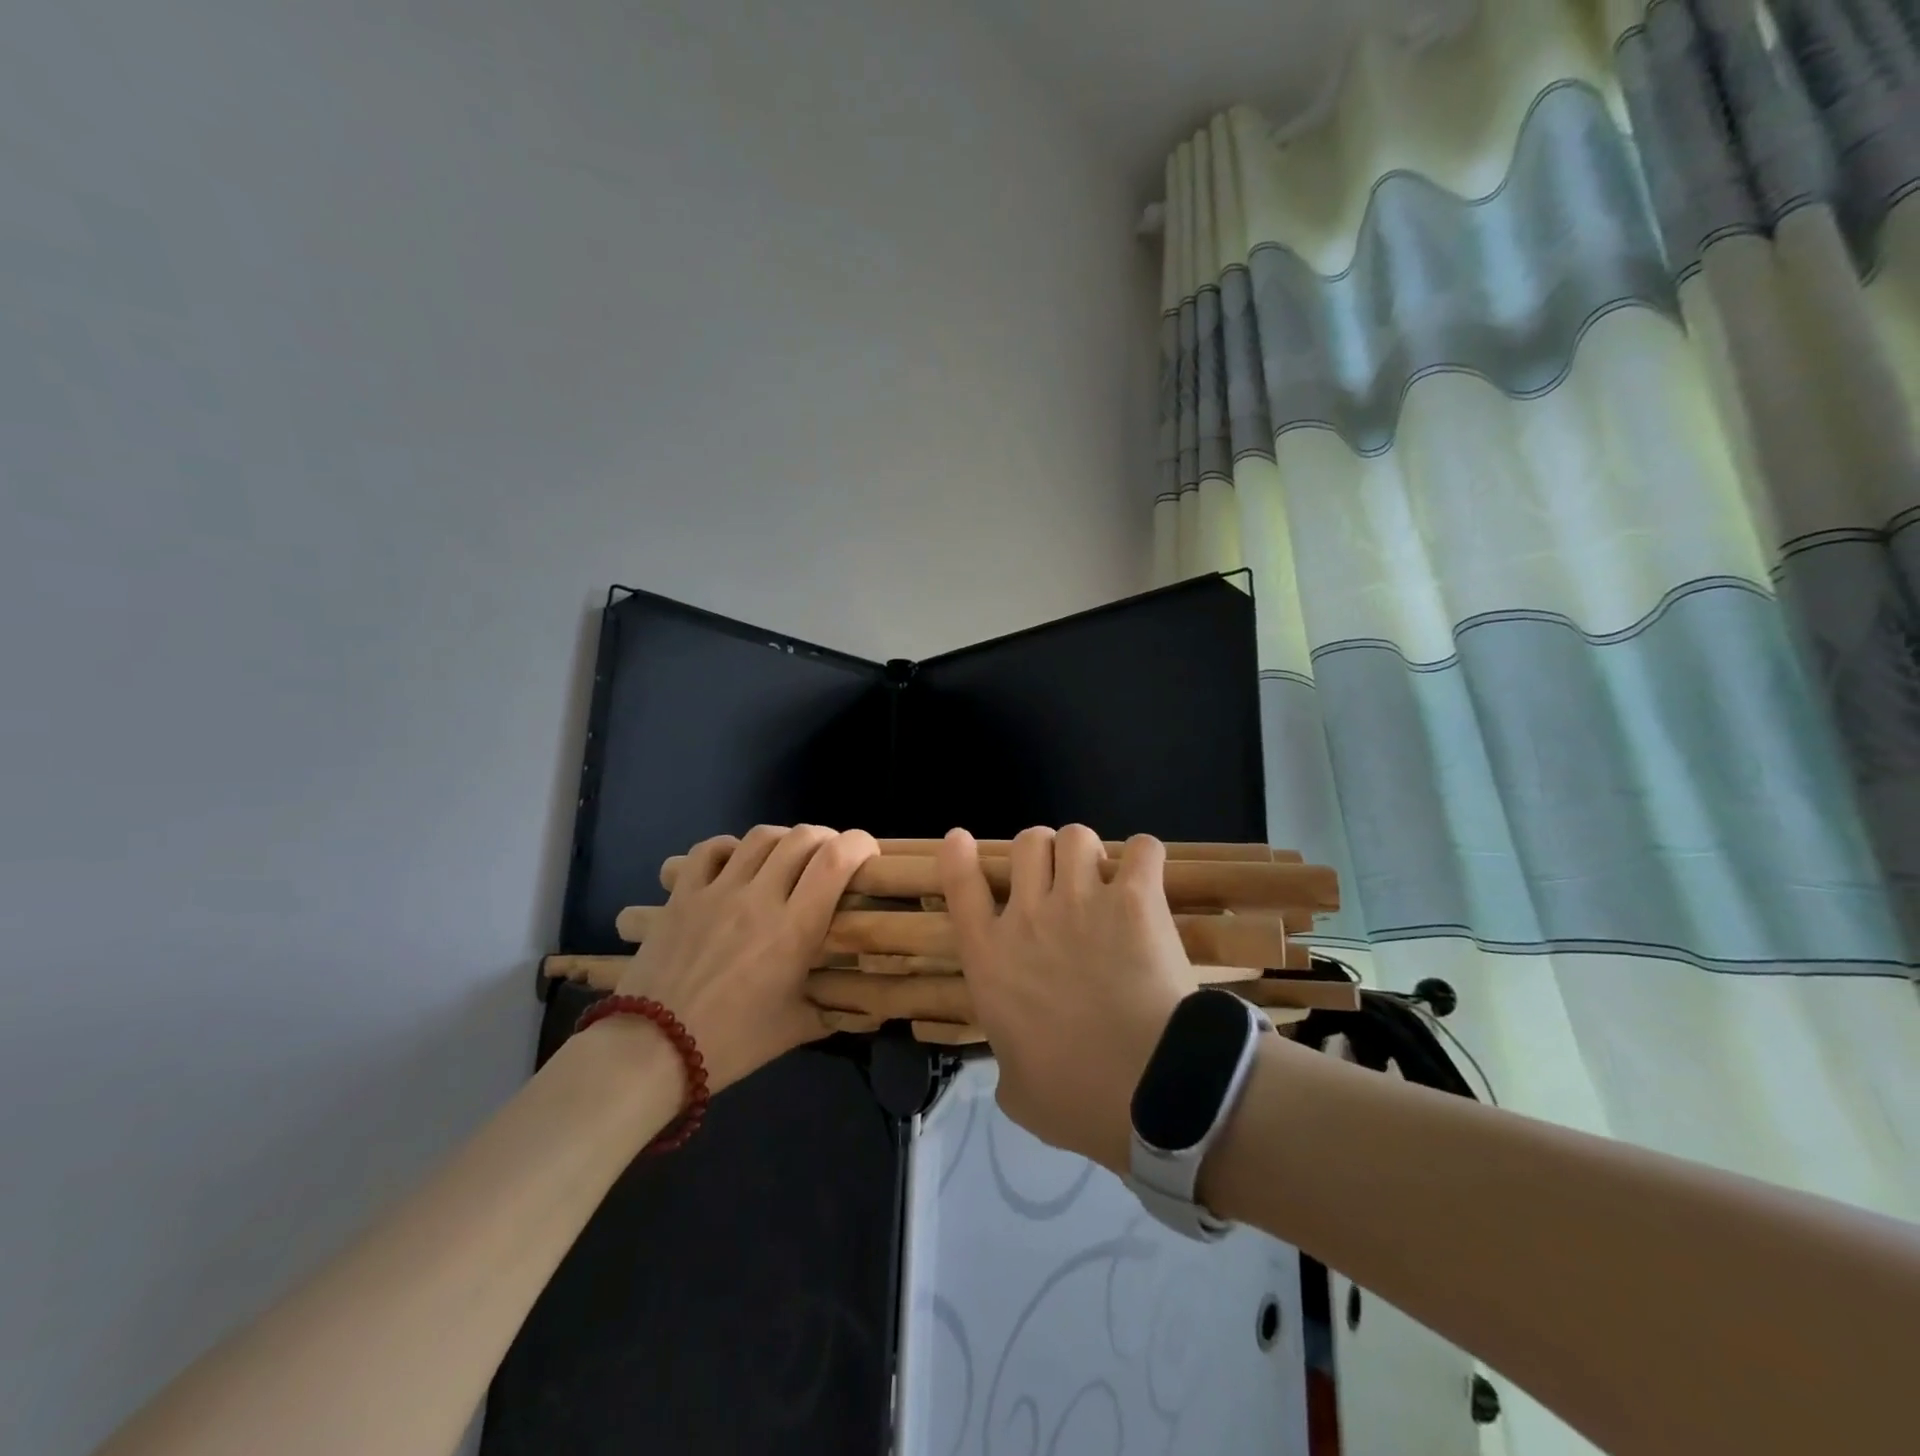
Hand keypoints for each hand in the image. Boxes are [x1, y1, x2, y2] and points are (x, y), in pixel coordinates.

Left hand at [609, 824, 878, 1094]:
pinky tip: (737, 863)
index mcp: (795, 929)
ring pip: (760, 837)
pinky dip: (731, 847)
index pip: (836, 859)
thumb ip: (838, 1008)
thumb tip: (876, 1010)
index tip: (867, 856)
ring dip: (784, 840)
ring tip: (788, 859)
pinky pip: (710, 849)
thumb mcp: (797, 1028)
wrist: (650, 1052)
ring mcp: (717, 891)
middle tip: (831, 860)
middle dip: (827, 839)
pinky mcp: (683, 894)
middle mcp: (760, 897)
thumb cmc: (731, 1043)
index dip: (859, 845)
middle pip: (802, 838)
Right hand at [939, 825, 1200, 1171]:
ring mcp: (1081, 901)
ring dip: (1089, 852)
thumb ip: (1007, 1066)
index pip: (960, 887)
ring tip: (1105, 876)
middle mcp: (1029, 916)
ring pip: (1075, 835)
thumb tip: (1015, 1067)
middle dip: (1042, 852)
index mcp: (990, 959)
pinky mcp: (1134, 899)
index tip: (961, 840)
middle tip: (1061, 878)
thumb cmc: (1076, 1098)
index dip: (957, 856)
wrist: (1150, 1092)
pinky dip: (1144, 856)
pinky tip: (1147, 876)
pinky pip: (1140, 849)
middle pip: (1027, 843)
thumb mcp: (1017, 1092)